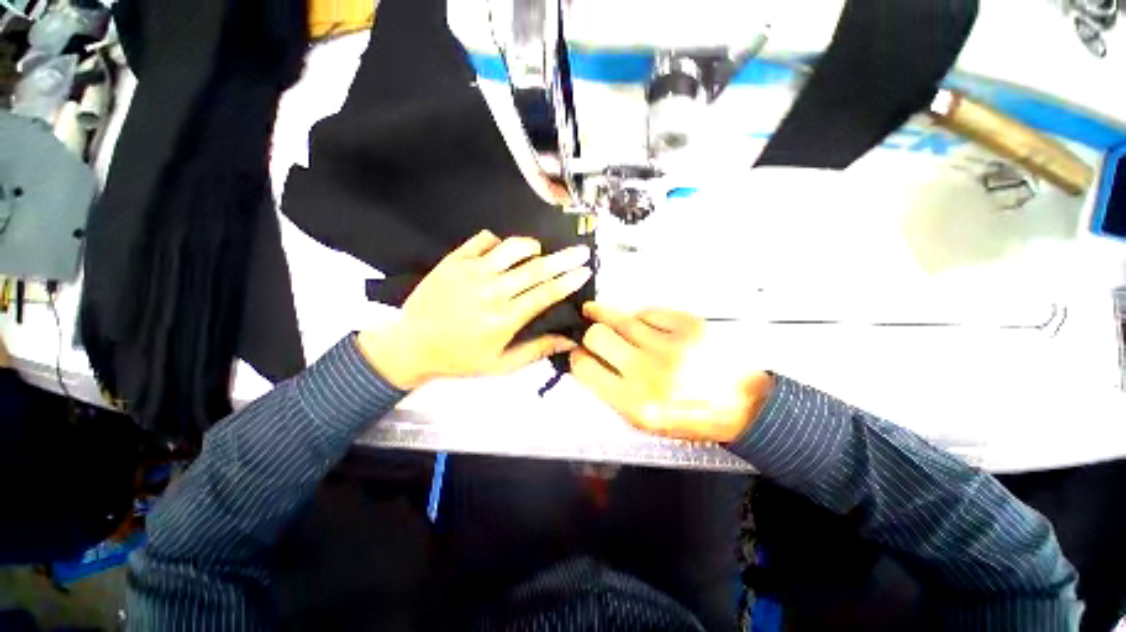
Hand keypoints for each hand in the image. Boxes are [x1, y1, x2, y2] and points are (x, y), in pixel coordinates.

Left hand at [358, 231, 591, 388]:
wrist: (411, 345)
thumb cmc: (459, 358)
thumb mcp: (501, 365)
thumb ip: (537, 350)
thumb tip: (568, 342)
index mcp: (504, 319)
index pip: (546, 294)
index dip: (568, 281)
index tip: (585, 271)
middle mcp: (491, 291)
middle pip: (536, 269)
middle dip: (564, 258)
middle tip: (581, 251)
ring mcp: (470, 272)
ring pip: (511, 248)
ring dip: (531, 246)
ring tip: (538, 252)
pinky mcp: (454, 260)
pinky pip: (483, 240)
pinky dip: (499, 241)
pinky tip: (502, 252)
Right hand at [570, 303, 774, 442]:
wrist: (745, 407)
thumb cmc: (691, 417)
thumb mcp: (646, 421)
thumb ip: (613, 392)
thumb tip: (589, 361)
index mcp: (635, 404)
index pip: (586, 369)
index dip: (577, 357)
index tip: (579, 352)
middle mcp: (649, 373)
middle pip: (598, 336)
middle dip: (588, 333)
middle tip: (590, 332)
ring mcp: (671, 346)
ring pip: (621, 318)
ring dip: (602, 313)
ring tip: (593, 310)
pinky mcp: (690, 326)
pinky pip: (649, 311)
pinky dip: (640, 316)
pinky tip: (639, 321)